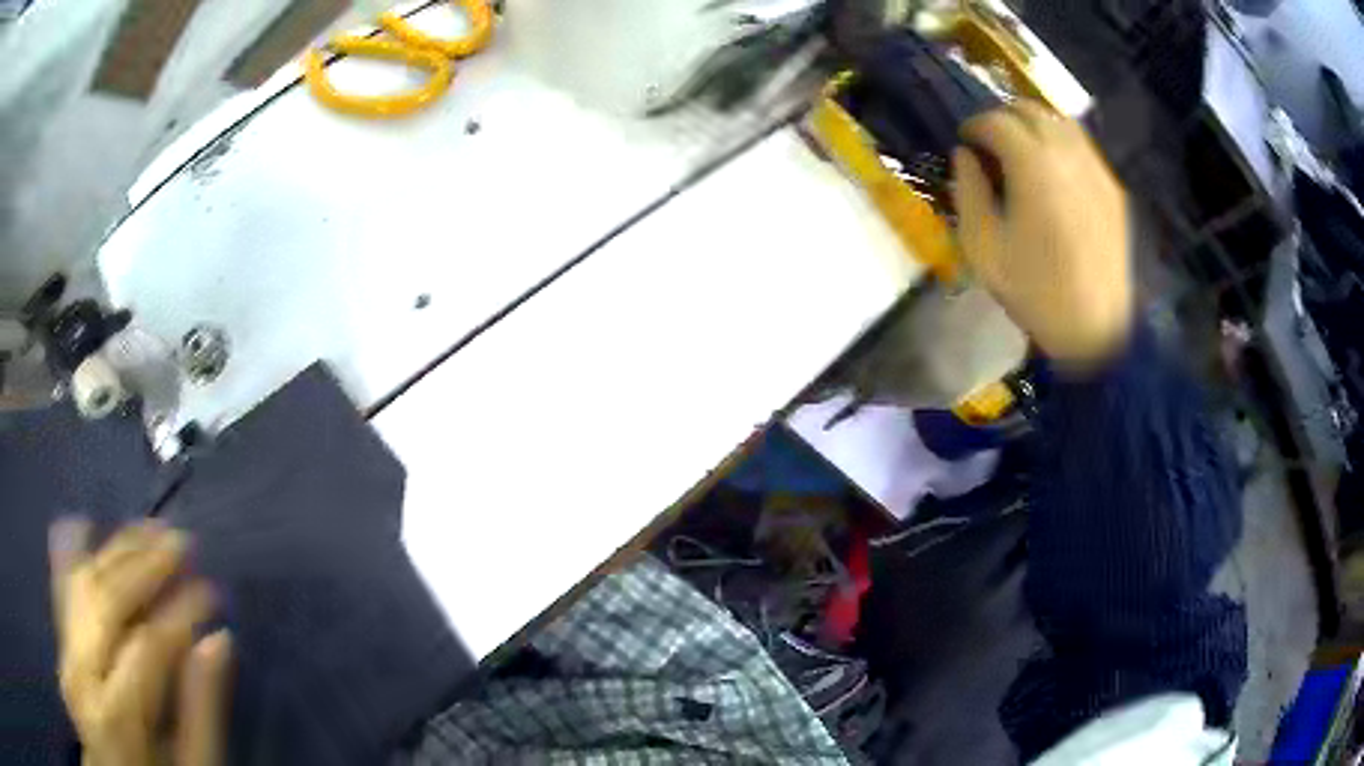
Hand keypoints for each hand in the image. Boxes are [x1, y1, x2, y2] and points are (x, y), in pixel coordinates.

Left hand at [50, 519, 231, 765]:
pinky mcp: (58, 652)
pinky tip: (82, 526)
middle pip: (106, 599)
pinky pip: (60, 592)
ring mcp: (63, 658)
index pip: (149, 642)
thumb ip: (199, 714)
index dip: (183, 609)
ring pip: (77, 585)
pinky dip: (71, 555)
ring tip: (145, 531)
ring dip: (112, 552)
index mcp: (117, 717)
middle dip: (145, 564)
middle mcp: (80, 675)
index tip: (212, 591)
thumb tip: (218, 640)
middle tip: (180, 540)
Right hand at [951, 101, 1131, 366]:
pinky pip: (1083, 148)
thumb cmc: (1036, 293)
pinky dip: (1061, 145)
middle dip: (1004, 118)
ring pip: (1060, 122)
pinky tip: (1054, 172)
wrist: (1098, 331)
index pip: (997, 121)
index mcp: (1033, 165)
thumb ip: (968, 192)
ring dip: (1035, 126)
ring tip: (1022, 151)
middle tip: (991, 143)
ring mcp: (1096, 169)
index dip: (974, 126)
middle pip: (1030, 110)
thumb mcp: (983, 249)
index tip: (965, 141)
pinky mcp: (1112, 189)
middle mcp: (1067, 154)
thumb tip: (964, 156)